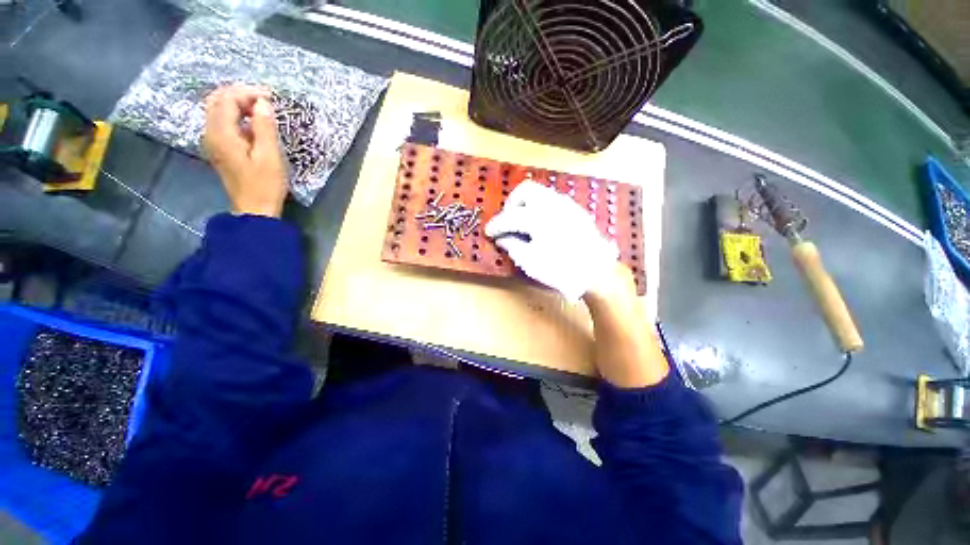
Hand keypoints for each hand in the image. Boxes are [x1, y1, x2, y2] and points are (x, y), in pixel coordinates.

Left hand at [203, 85, 287, 217]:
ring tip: (261, 109)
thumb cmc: (265, 184)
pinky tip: (254, 122)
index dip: (247, 93)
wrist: (255, 209)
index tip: (270, 97)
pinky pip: (223, 122)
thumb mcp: (270, 156)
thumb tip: (263, 103)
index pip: (227, 99)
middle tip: (265, 99)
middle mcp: (211, 133)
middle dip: (240, 94)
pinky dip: (237, 115)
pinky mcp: (219, 148)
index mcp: (222, 133)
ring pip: (218, 110)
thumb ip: (265, 127)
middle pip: (217, 101)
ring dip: (238, 104)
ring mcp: (213, 141)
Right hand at [485, 180, 619, 300]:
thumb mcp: (531, 262)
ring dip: (526, 203)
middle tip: (508, 221)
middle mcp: (552, 203)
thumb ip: (513, 246)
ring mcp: (566, 204)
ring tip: (522, 222)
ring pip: (540, 192)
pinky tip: (540, 223)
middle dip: (512, 203)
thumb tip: (502, 238)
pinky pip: (552, 199)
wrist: (597, 272)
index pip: (510, 216)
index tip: (488, 232)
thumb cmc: (561, 269)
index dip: (496, 225)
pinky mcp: (575, 209)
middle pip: (525, 190)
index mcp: (538, 217)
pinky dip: (539, 206)